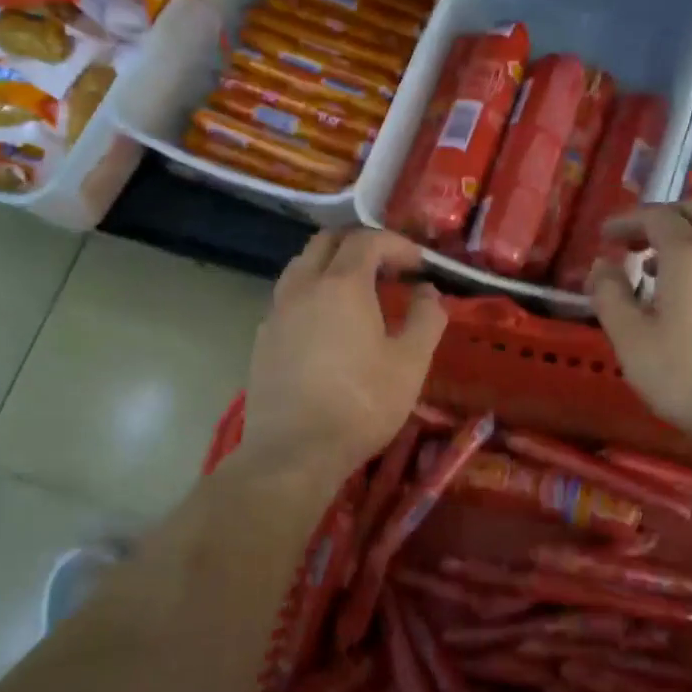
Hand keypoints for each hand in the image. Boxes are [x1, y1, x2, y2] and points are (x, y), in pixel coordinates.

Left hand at [240, 229, 446, 487]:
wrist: (293, 452)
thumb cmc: (361, 405)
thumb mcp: (410, 363)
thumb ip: (426, 319)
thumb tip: (428, 292)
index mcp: (342, 284)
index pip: (367, 240)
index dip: (397, 244)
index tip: (418, 265)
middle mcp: (303, 286)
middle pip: (327, 241)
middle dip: (360, 245)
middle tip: (387, 269)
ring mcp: (277, 311)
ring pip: (301, 266)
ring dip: (331, 266)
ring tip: (357, 294)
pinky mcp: (262, 338)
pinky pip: (288, 297)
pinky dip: (311, 294)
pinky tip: (326, 327)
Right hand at [588, 202, 691, 444]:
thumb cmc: (686, 377)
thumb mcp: (630, 339)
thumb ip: (609, 295)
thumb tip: (601, 265)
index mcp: (690, 257)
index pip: (657, 216)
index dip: (627, 220)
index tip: (605, 237)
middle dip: (661, 219)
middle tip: (634, 243)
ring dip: (687, 239)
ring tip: (659, 271)